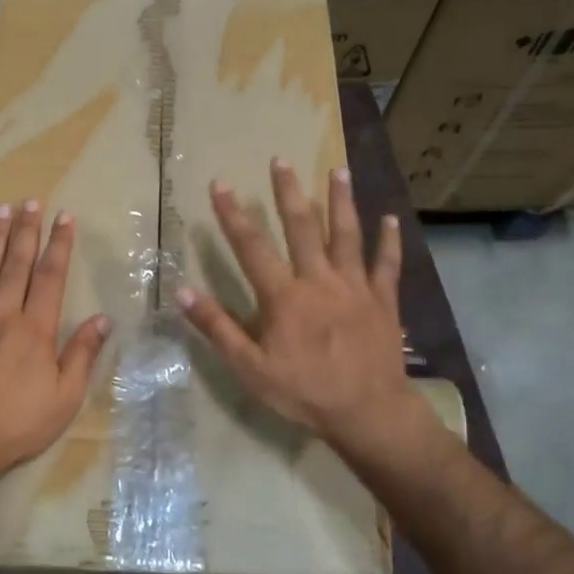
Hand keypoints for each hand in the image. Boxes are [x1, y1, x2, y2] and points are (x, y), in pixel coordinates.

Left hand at [0, 201, 110, 525]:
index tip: (64, 217)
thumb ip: (82, 355)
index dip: (59, 245)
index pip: (51, 276)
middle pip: (17, 263)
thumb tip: (103, 319)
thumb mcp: (64, 398)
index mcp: (36, 328)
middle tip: (30, 201)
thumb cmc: (16, 424)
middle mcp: (3, 313)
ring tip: (1, 209)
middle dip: (26, 230)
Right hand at [177, 159, 422, 455]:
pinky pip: (386, 265)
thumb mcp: (250, 368)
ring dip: (341, 201)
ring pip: (347, 235)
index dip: (233, 215)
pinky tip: (390, 218)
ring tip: (338, 170)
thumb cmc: (304, 392)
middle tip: (280, 160)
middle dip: (288, 192)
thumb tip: (182, 291)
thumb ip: (218, 328)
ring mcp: (355, 287)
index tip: (220, 185)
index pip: (252, 247)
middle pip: (302, 228)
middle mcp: (319, 280)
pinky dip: (388, 241)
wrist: (368, 412)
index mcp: (284, 296)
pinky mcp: (383, 300)